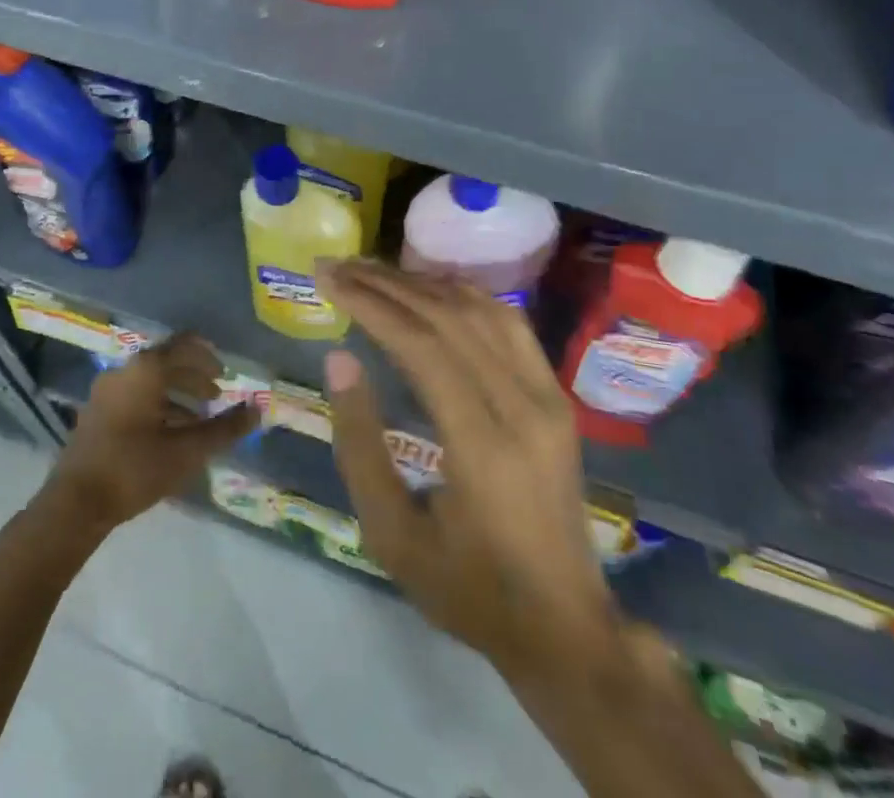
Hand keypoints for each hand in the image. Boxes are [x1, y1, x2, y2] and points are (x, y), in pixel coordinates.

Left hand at [45, 333, 258, 536]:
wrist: (74, 504)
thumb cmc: (135, 469)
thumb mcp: (187, 451)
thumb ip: (224, 429)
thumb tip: (257, 410)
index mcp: (146, 369)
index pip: (184, 345)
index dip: (207, 356)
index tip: (225, 372)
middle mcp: (124, 370)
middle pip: (166, 362)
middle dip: (194, 377)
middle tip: (216, 396)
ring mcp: (105, 391)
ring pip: (149, 381)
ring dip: (176, 393)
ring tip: (198, 418)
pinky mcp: (96, 412)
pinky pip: (134, 395)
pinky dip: (157, 404)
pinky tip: (169, 433)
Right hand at [317, 261, 620, 681]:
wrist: (564, 626)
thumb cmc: (469, 588)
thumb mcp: (392, 536)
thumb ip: (360, 445)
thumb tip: (340, 358)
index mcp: (483, 446)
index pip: (421, 345)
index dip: (371, 304)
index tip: (329, 278)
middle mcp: (523, 406)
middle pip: (450, 318)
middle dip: (388, 284)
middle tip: (340, 266)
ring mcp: (548, 397)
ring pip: (482, 311)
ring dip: (424, 284)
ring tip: (375, 272)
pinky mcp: (557, 396)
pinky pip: (509, 325)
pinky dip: (465, 296)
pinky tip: (432, 289)